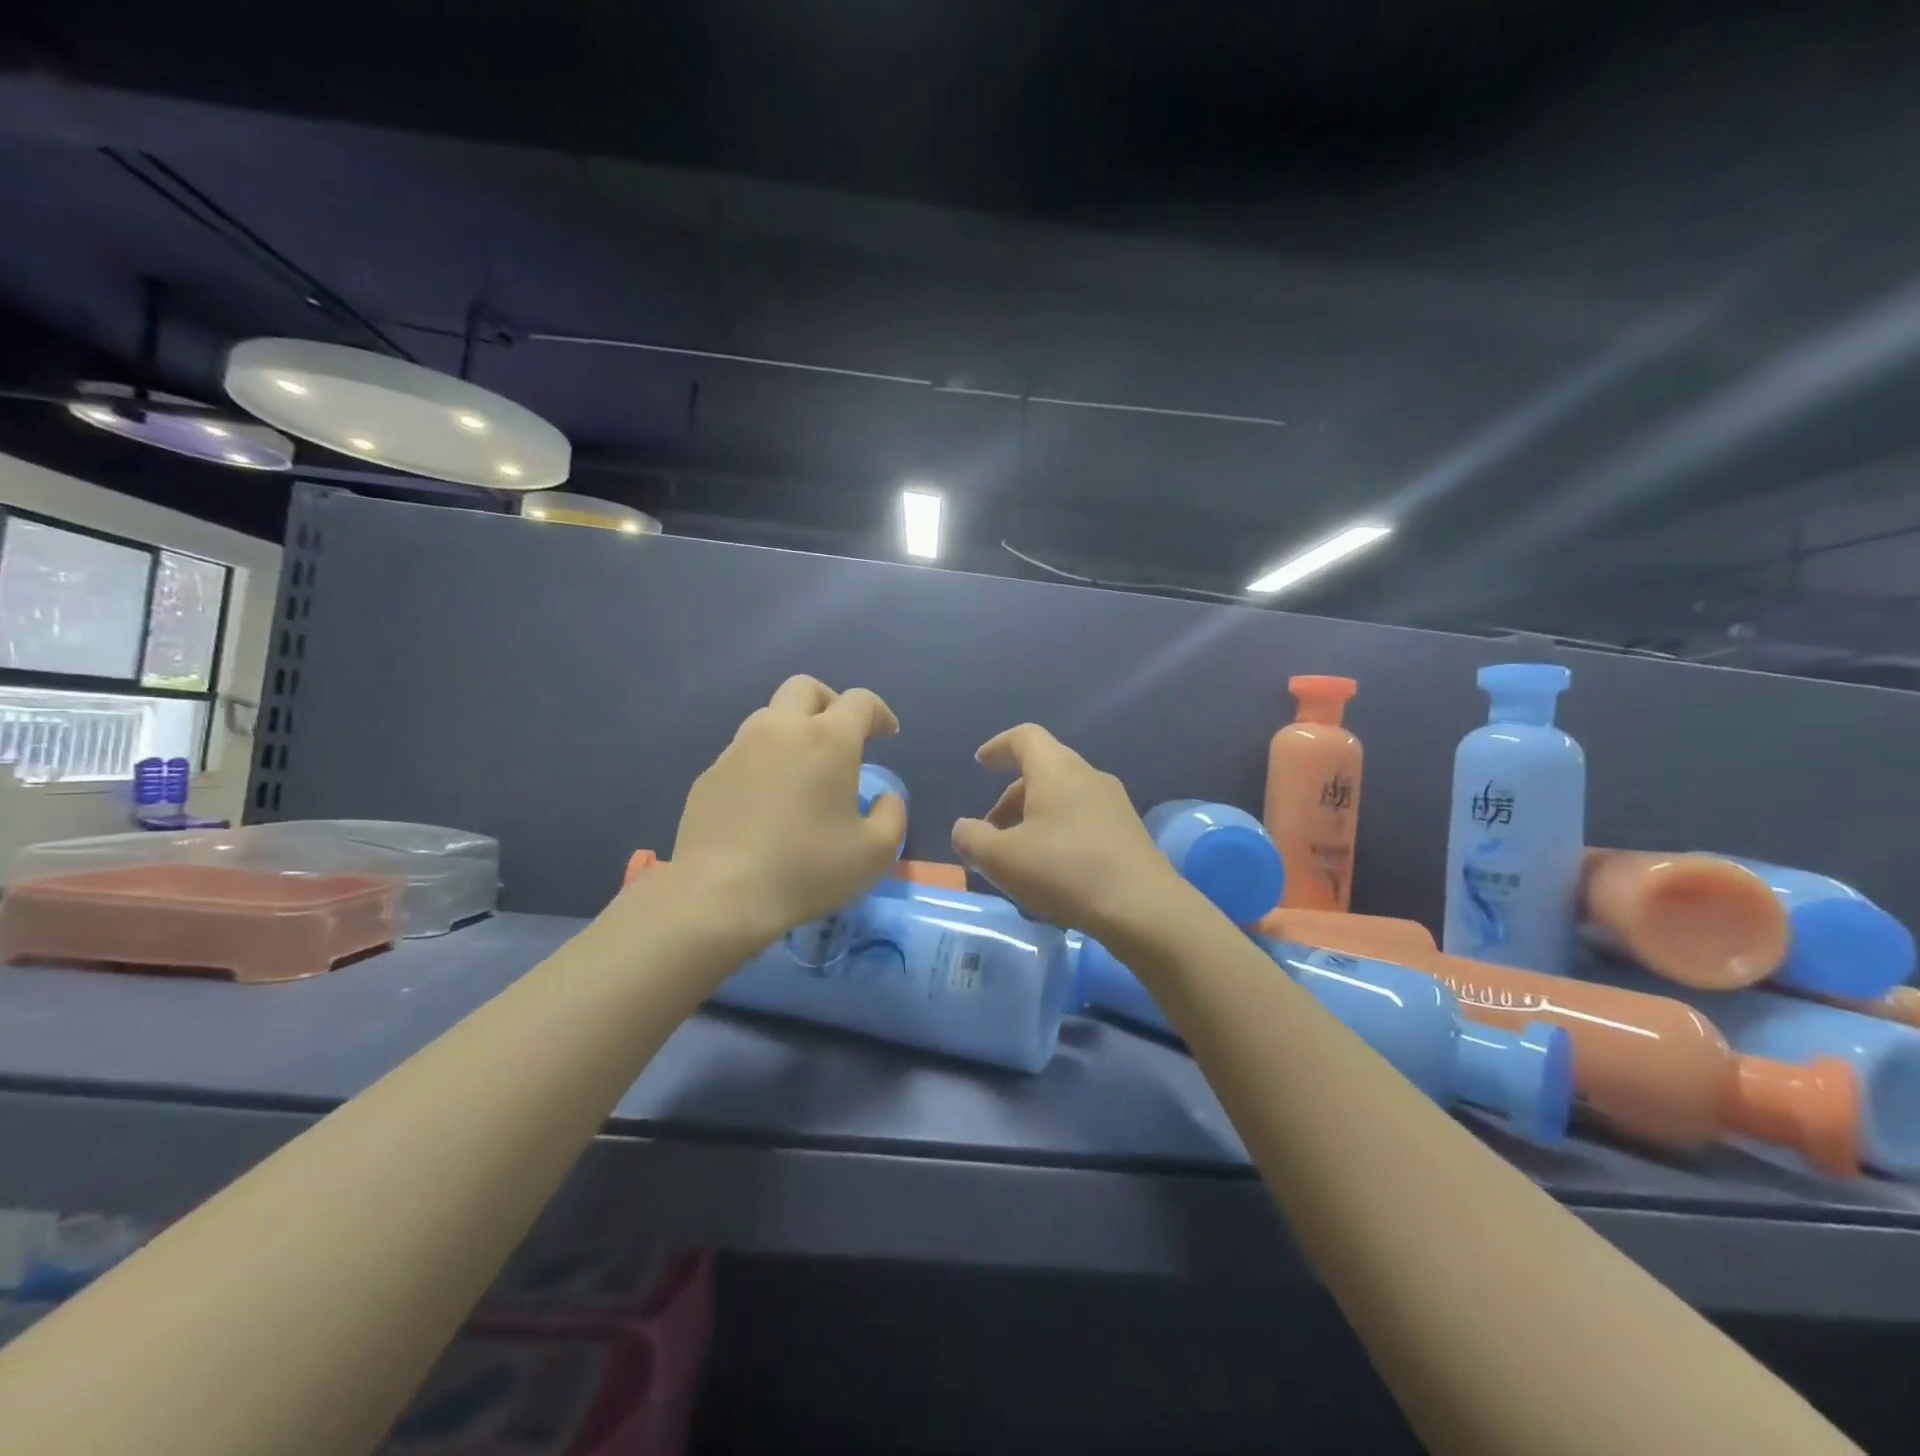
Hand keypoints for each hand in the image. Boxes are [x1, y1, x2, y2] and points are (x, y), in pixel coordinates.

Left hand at [663, 675, 906, 945]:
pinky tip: (767, 801)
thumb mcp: (875, 852)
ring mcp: (738, 749)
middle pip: (805, 688)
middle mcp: (780, 730)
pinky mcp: (710, 774)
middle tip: (841, 736)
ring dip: (793, 730)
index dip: (879, 713)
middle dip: (830, 703)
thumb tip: (884, 798)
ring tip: (803, 769)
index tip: (887, 734)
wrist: (720, 896)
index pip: (859, 702)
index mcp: (827, 739)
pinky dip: (764, 761)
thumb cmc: (807, 870)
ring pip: (770, 716)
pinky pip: (744, 752)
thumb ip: (892, 815)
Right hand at [951, 723, 1185, 939]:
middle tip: (991, 833)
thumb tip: (965, 829)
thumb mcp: (1002, 859)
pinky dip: (1059, 834)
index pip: (1024, 737)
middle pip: (1043, 771)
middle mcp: (1087, 776)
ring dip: (1034, 819)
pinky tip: (1053, 873)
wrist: (1144, 908)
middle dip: (1011, 798)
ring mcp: (1114, 804)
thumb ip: (972, 839)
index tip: (981, 763)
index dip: (998, 747)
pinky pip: (1083, 820)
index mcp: (1056, 770)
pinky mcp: (1129, 833)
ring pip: (1063, 798)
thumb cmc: (1065, 871)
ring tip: (1019, 859)